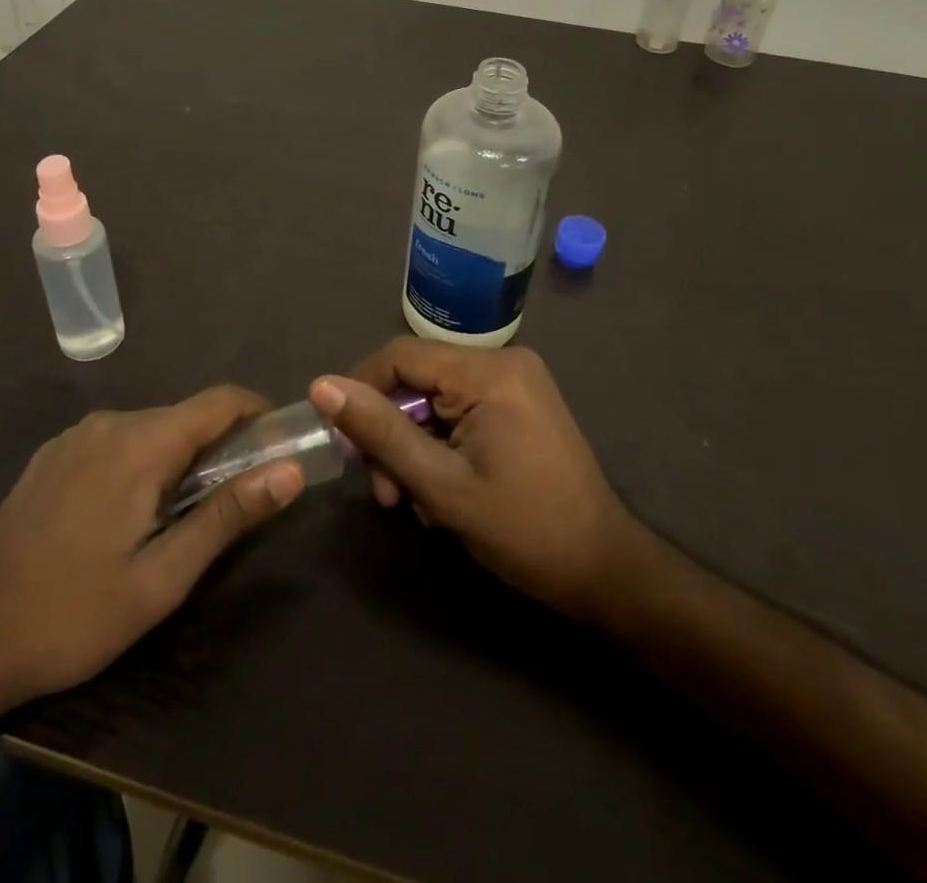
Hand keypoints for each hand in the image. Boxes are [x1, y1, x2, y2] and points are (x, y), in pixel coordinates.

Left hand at [0, 387, 304, 717]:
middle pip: (186, 416)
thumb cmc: (73, 616)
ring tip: (184, 516)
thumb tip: (290, 471)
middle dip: (222, 446)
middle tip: (237, 501)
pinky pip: (116, 443)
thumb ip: (228, 515)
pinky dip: (143, 463)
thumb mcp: (162, 578)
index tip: (283, 446)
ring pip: (151, 430)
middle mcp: (108, 424)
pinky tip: (130, 515)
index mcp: (139, 443)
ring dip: (181, 458)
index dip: (260, 414)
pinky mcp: (51, 457)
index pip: (220, 401)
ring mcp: (74, 438)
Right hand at [310, 339, 648, 626]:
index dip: (360, 392)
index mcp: (488, 371)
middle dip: (391, 433)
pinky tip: (440, 491)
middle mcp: (503, 361)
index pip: (399, 356)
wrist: (605, 569)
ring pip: (435, 398)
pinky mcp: (520, 402)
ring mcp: (515, 380)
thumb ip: (381, 431)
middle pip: (417, 379)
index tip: (343, 444)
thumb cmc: (524, 531)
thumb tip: (322, 386)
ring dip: (413, 446)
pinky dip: (440, 444)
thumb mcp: (441, 486)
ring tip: (413, 502)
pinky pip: (459, 408)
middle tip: (385, 493)